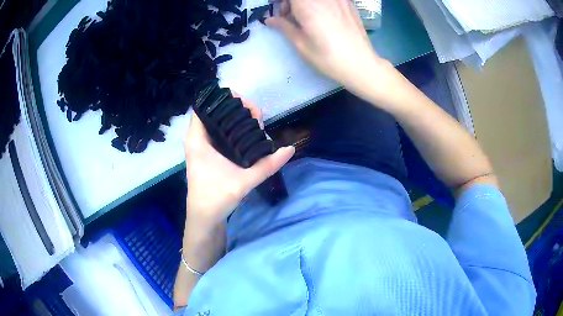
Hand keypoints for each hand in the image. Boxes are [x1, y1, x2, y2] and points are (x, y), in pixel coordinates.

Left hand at [183, 95, 294, 229]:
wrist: (203, 218)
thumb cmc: (216, 198)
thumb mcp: (244, 181)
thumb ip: (267, 165)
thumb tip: (290, 149)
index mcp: (197, 139)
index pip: (206, 106)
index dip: (226, 100)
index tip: (247, 106)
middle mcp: (196, 138)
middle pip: (215, 111)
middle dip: (237, 109)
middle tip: (257, 119)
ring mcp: (201, 145)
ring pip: (217, 121)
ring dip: (236, 120)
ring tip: (256, 126)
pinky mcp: (207, 153)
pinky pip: (219, 132)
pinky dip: (233, 129)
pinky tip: (248, 135)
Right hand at [266, 0, 381, 89]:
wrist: (360, 64)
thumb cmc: (327, 57)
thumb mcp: (301, 44)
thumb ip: (283, 26)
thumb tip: (270, 19)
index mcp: (308, 5)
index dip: (281, 2)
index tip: (280, 13)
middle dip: (291, 2)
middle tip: (289, 16)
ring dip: (304, 3)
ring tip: (306, 17)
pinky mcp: (348, 3)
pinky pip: (329, 0)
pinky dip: (319, 4)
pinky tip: (322, 16)